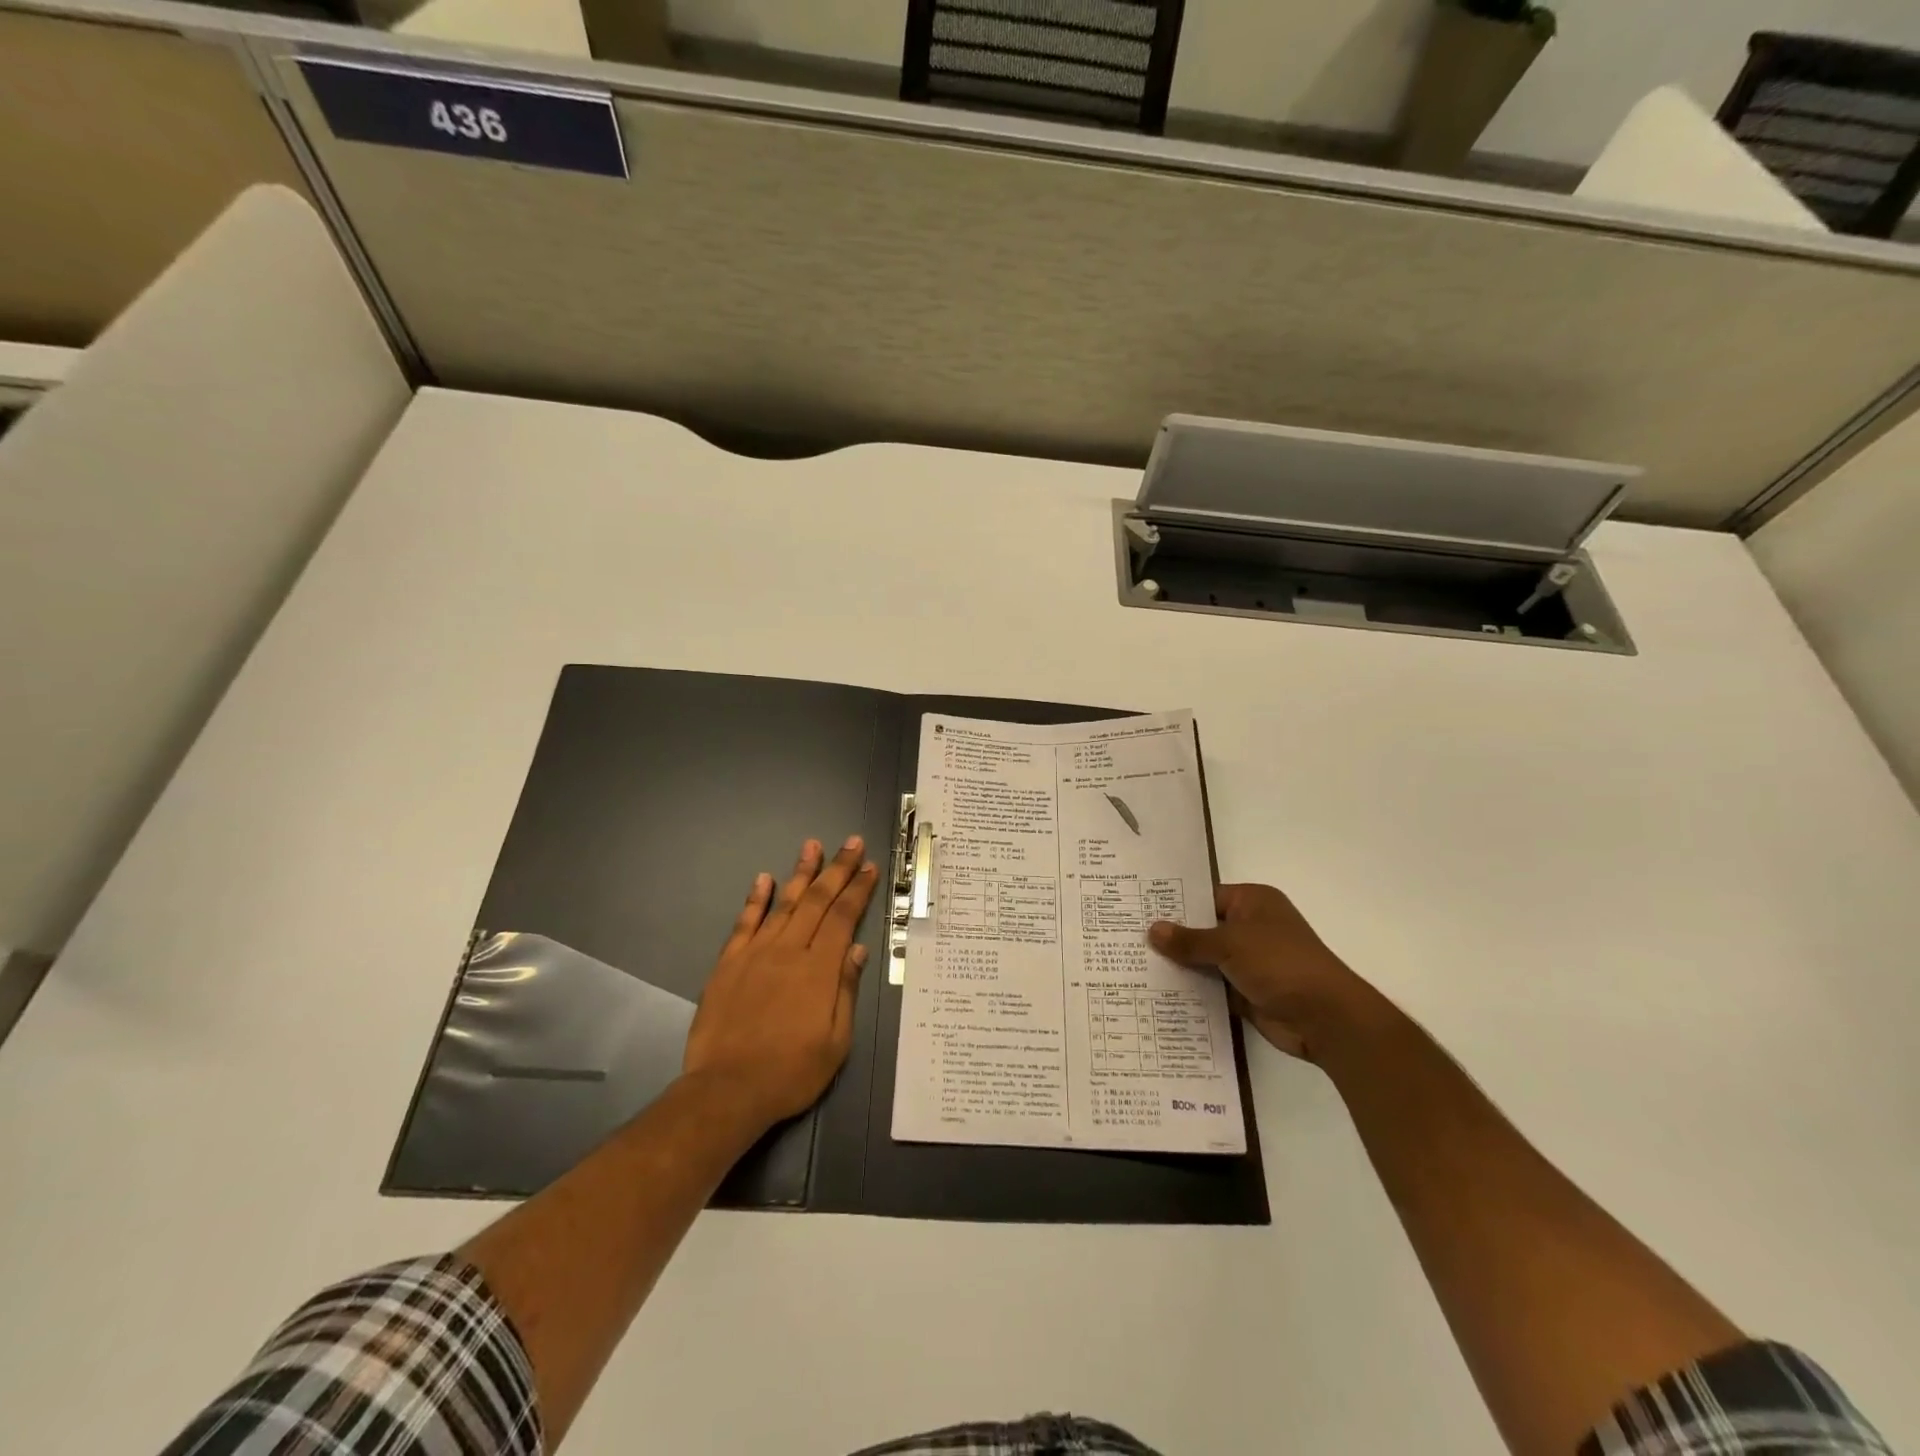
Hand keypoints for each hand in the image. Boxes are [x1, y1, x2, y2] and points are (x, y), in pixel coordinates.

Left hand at [683, 837, 879, 1130]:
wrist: (726, 1091)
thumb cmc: (790, 1072)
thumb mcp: (836, 1042)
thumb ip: (845, 990)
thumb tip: (856, 948)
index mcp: (819, 970)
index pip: (842, 917)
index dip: (858, 890)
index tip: (869, 867)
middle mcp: (789, 951)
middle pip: (816, 900)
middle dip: (837, 869)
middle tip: (851, 842)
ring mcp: (755, 954)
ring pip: (782, 903)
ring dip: (800, 872)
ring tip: (812, 845)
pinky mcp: (728, 963)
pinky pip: (744, 923)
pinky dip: (755, 899)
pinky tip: (763, 878)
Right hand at [1150, 883, 1368, 1059]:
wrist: (1325, 1018)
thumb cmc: (1280, 963)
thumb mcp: (1231, 944)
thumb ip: (1190, 939)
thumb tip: (1152, 930)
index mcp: (1252, 902)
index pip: (1203, 897)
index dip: (1172, 905)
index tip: (1136, 910)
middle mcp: (1250, 928)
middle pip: (1202, 929)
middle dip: (1171, 938)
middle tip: (1125, 938)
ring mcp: (1248, 962)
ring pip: (1204, 960)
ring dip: (1179, 966)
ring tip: (1132, 966)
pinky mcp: (1246, 992)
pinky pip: (1211, 987)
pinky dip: (1191, 991)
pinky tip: (1157, 993)